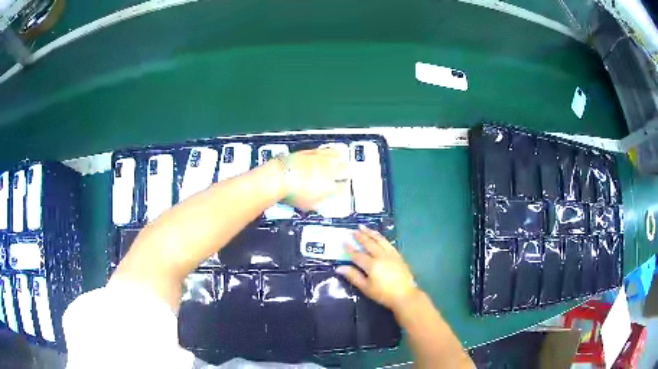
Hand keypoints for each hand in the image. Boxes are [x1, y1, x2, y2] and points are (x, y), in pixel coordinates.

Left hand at [281, 148, 347, 210]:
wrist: (280, 177)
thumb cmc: (292, 193)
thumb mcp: (307, 205)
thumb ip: (318, 202)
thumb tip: (320, 202)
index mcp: (329, 187)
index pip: (341, 187)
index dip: (344, 188)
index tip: (345, 188)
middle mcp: (327, 172)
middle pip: (341, 169)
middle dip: (346, 169)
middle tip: (349, 168)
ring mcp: (318, 161)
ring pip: (333, 156)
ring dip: (338, 157)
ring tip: (341, 155)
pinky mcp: (309, 153)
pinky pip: (321, 150)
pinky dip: (326, 150)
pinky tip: (327, 149)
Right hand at [336, 226, 417, 312]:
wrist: (405, 295)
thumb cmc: (383, 294)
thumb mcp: (366, 287)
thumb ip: (353, 276)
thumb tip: (339, 268)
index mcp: (372, 264)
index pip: (357, 254)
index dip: (350, 248)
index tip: (344, 241)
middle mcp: (381, 256)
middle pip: (369, 243)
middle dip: (360, 236)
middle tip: (353, 230)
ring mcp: (391, 254)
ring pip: (379, 240)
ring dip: (371, 233)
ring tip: (364, 227)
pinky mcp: (398, 256)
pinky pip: (388, 243)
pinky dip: (381, 238)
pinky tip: (379, 237)